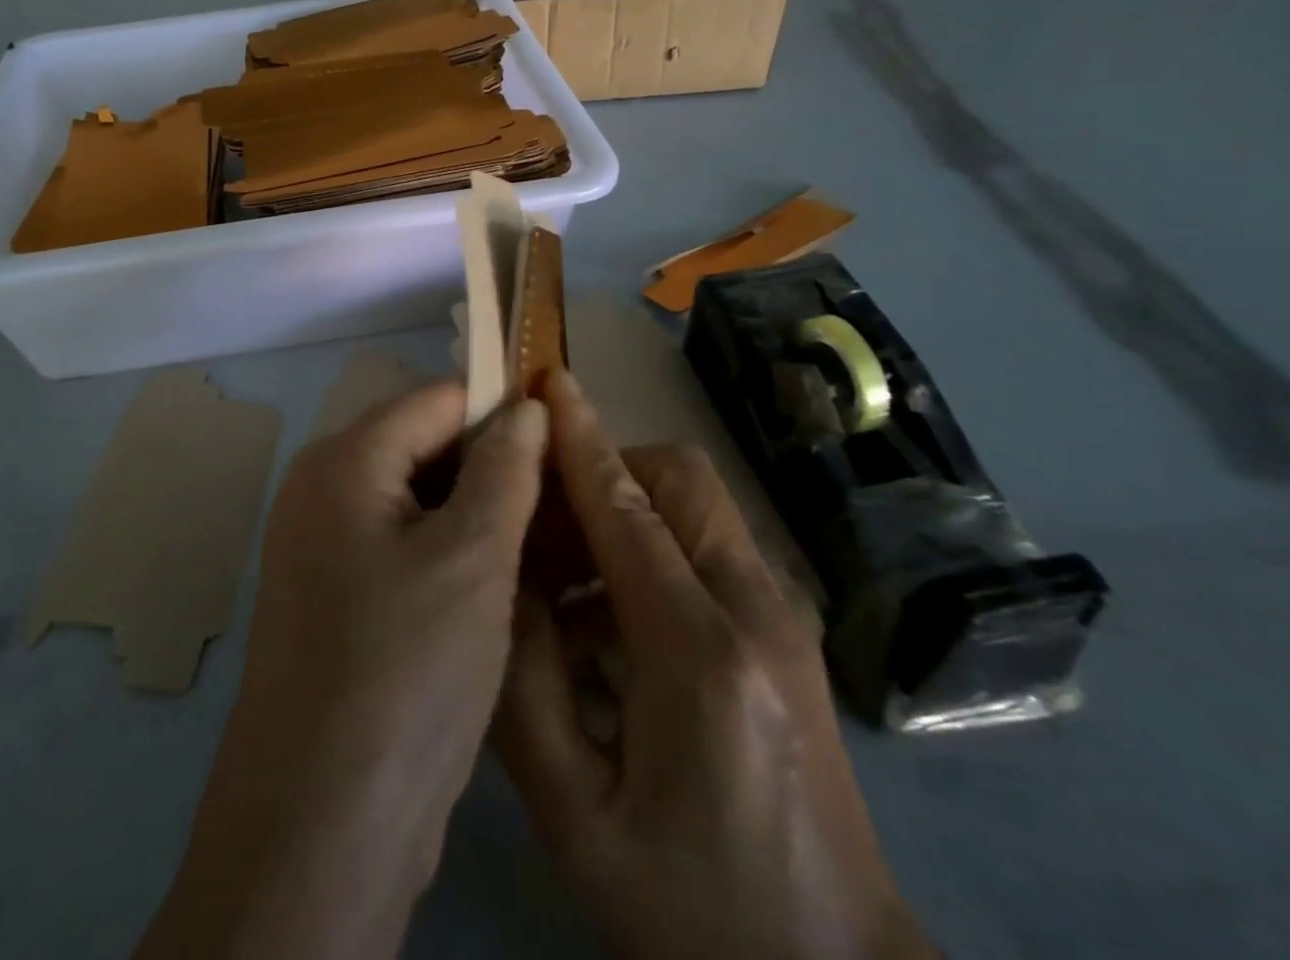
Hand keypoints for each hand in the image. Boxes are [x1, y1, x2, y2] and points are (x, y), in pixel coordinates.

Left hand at [136, 382, 547, 959]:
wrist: (323, 823)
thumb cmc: (405, 670)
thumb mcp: (473, 558)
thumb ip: (504, 469)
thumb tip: (526, 406)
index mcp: (344, 461)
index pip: (435, 400)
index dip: (502, 407)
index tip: (568, 433)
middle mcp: (323, 490)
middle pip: (422, 446)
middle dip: (492, 463)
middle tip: (566, 496)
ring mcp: (324, 546)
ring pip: (417, 501)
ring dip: (477, 512)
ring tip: (548, 535)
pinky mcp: (338, 596)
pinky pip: (402, 547)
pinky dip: (450, 551)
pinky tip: (502, 579)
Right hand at [496, 370, 934, 959]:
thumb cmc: (691, 909)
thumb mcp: (575, 815)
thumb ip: (521, 686)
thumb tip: (500, 579)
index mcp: (699, 657)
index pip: (626, 511)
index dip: (580, 440)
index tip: (547, 382)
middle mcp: (757, 615)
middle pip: (677, 481)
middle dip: (603, 470)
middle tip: (539, 518)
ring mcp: (785, 621)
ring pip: (696, 504)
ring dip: (623, 507)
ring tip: (560, 575)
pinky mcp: (789, 635)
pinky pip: (708, 547)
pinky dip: (650, 546)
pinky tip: (603, 620)